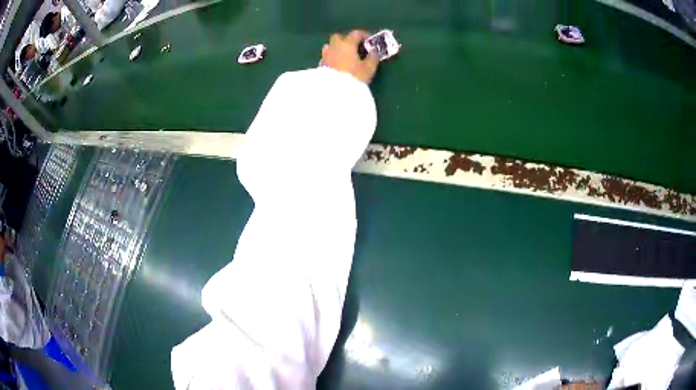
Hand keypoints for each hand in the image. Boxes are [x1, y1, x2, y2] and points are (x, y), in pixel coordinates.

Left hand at [320, 30, 378, 83]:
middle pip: (338, 37)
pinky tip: (336, 65)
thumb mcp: (369, 68)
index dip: (363, 35)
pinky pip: (326, 57)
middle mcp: (334, 47)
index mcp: (347, 44)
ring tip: (344, 56)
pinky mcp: (320, 66)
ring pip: (330, 46)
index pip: (355, 34)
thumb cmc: (354, 77)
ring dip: (337, 48)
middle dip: (346, 39)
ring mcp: (325, 56)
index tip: (369, 39)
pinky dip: (332, 58)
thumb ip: (373, 57)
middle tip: (354, 46)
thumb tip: (374, 51)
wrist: (334, 92)